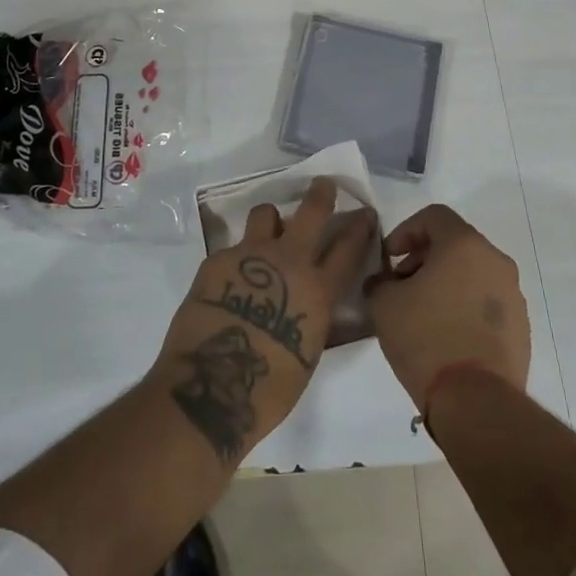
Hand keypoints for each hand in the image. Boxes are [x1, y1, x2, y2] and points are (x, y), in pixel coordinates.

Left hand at [149, 178, 375, 464]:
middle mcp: (288, 262)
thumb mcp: (308, 355)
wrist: (210, 387)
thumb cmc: (268, 390)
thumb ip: (316, 320)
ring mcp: (250, 255)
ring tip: (266, 236)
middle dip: (320, 194)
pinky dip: (237, 259)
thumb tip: (317, 307)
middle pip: (311, 212)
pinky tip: (229, 281)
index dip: (360, 228)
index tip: (365, 212)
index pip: (348, 249)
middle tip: (322, 185)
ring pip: (265, 214)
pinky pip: (232, 248)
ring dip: (270, 221)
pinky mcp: (217, 260)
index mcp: (318, 291)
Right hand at [365, 204, 530, 412]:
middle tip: (402, 285)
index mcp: (465, 244)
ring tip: (423, 314)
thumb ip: (380, 281)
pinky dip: (465, 307)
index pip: (434, 216)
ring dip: (446, 282)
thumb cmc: (427, 339)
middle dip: (424, 258)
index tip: (389, 258)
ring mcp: (513, 295)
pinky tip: (447, 336)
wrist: (476, 403)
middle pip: (455, 243)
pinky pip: (487, 303)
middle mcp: (495, 261)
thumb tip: (384, 282)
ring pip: (473, 273)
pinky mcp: (521, 327)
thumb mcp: (384, 304)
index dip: (406, 230)